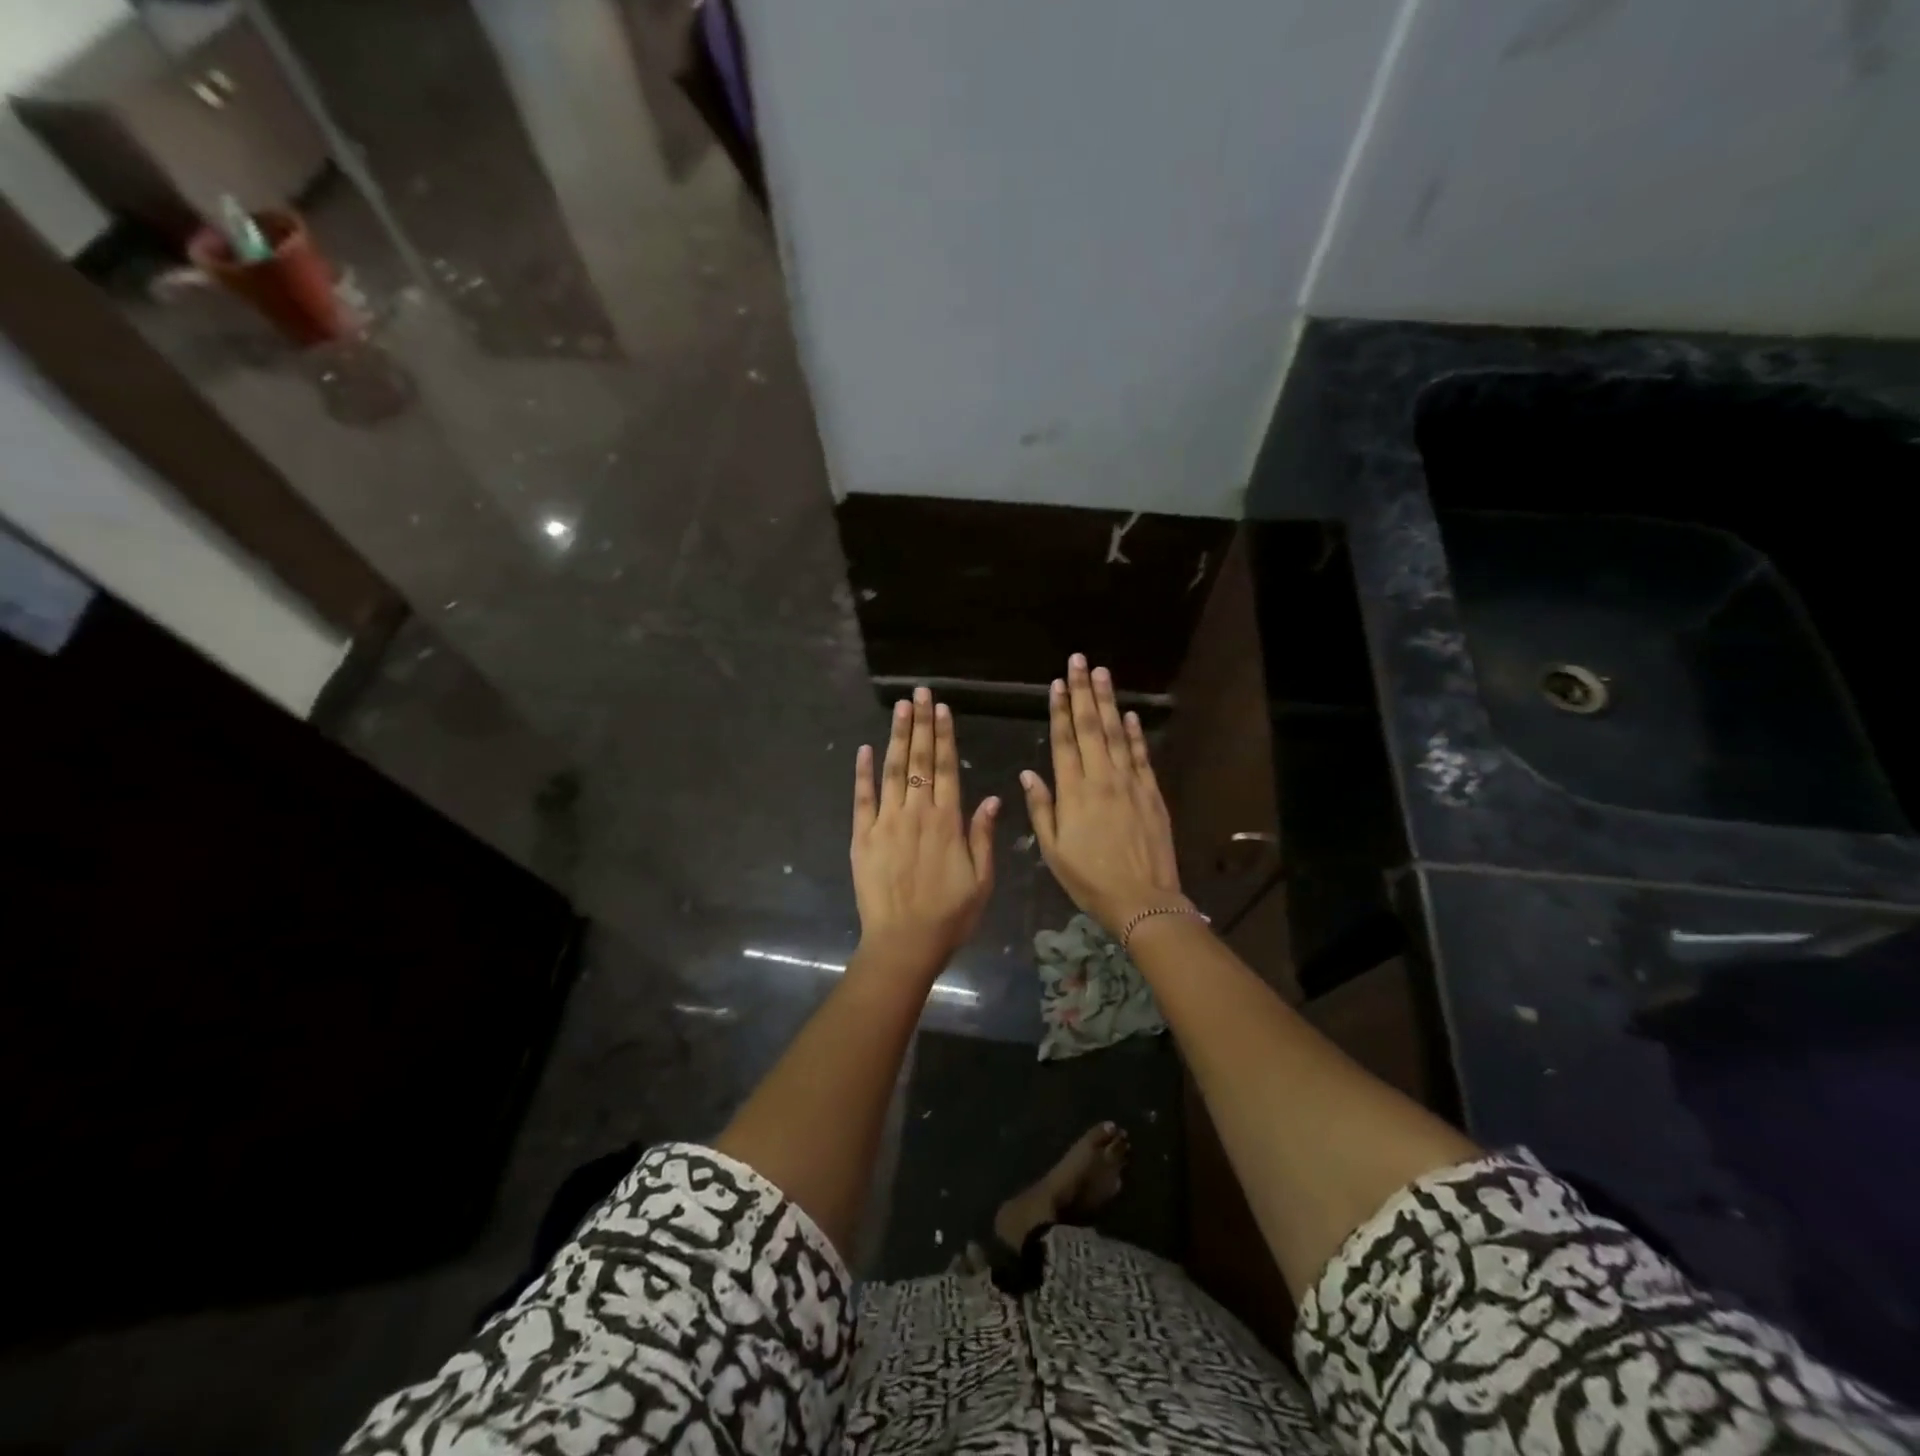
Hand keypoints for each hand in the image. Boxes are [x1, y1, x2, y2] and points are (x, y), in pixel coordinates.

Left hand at [851, 686, 998, 968]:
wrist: (903, 944)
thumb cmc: (949, 916)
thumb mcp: (982, 880)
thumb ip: (983, 836)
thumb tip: (991, 797)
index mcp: (947, 822)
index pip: (945, 768)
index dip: (943, 736)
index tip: (941, 709)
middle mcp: (916, 813)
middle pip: (918, 760)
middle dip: (920, 724)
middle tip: (919, 693)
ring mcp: (885, 823)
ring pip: (892, 771)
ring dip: (895, 737)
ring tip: (900, 708)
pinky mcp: (861, 837)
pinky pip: (862, 799)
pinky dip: (862, 773)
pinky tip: (864, 750)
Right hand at [1020, 654, 1185, 937]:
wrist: (1141, 899)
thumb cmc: (1089, 878)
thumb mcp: (1052, 850)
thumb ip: (1041, 808)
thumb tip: (1028, 773)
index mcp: (1074, 792)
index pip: (1064, 741)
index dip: (1059, 710)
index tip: (1056, 683)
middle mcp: (1102, 778)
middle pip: (1091, 727)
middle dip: (1084, 692)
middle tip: (1080, 662)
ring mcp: (1130, 783)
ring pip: (1117, 734)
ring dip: (1109, 702)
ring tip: (1103, 674)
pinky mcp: (1151, 793)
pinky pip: (1142, 756)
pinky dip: (1136, 733)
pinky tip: (1130, 715)